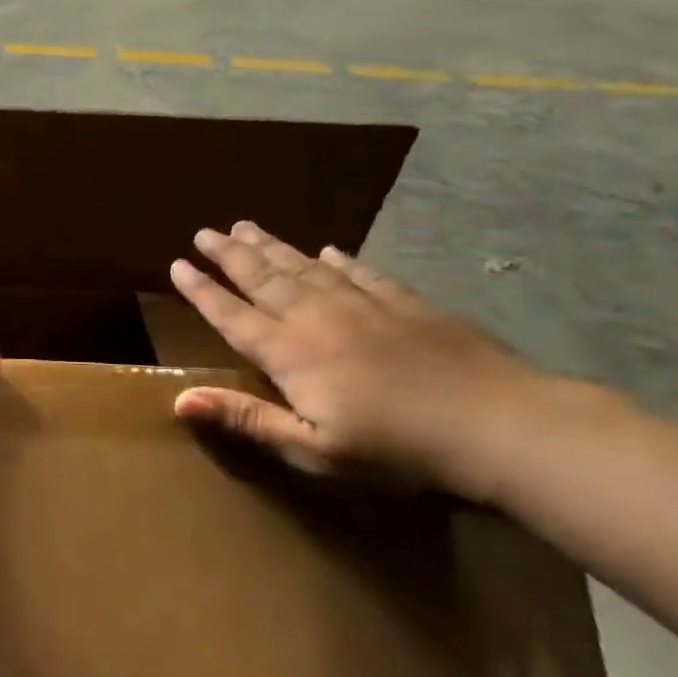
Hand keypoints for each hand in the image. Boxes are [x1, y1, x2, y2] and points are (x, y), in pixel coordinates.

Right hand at [169, 221, 543, 496]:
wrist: (500, 425)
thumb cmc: (397, 451)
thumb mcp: (314, 449)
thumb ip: (247, 419)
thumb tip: (179, 398)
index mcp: (291, 353)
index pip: (232, 315)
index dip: (202, 291)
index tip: (177, 264)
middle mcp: (318, 317)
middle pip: (263, 278)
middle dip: (230, 254)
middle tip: (205, 231)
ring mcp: (364, 306)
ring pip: (305, 267)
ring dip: (272, 247)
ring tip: (246, 226)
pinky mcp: (407, 304)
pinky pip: (361, 272)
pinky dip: (339, 259)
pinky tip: (328, 249)